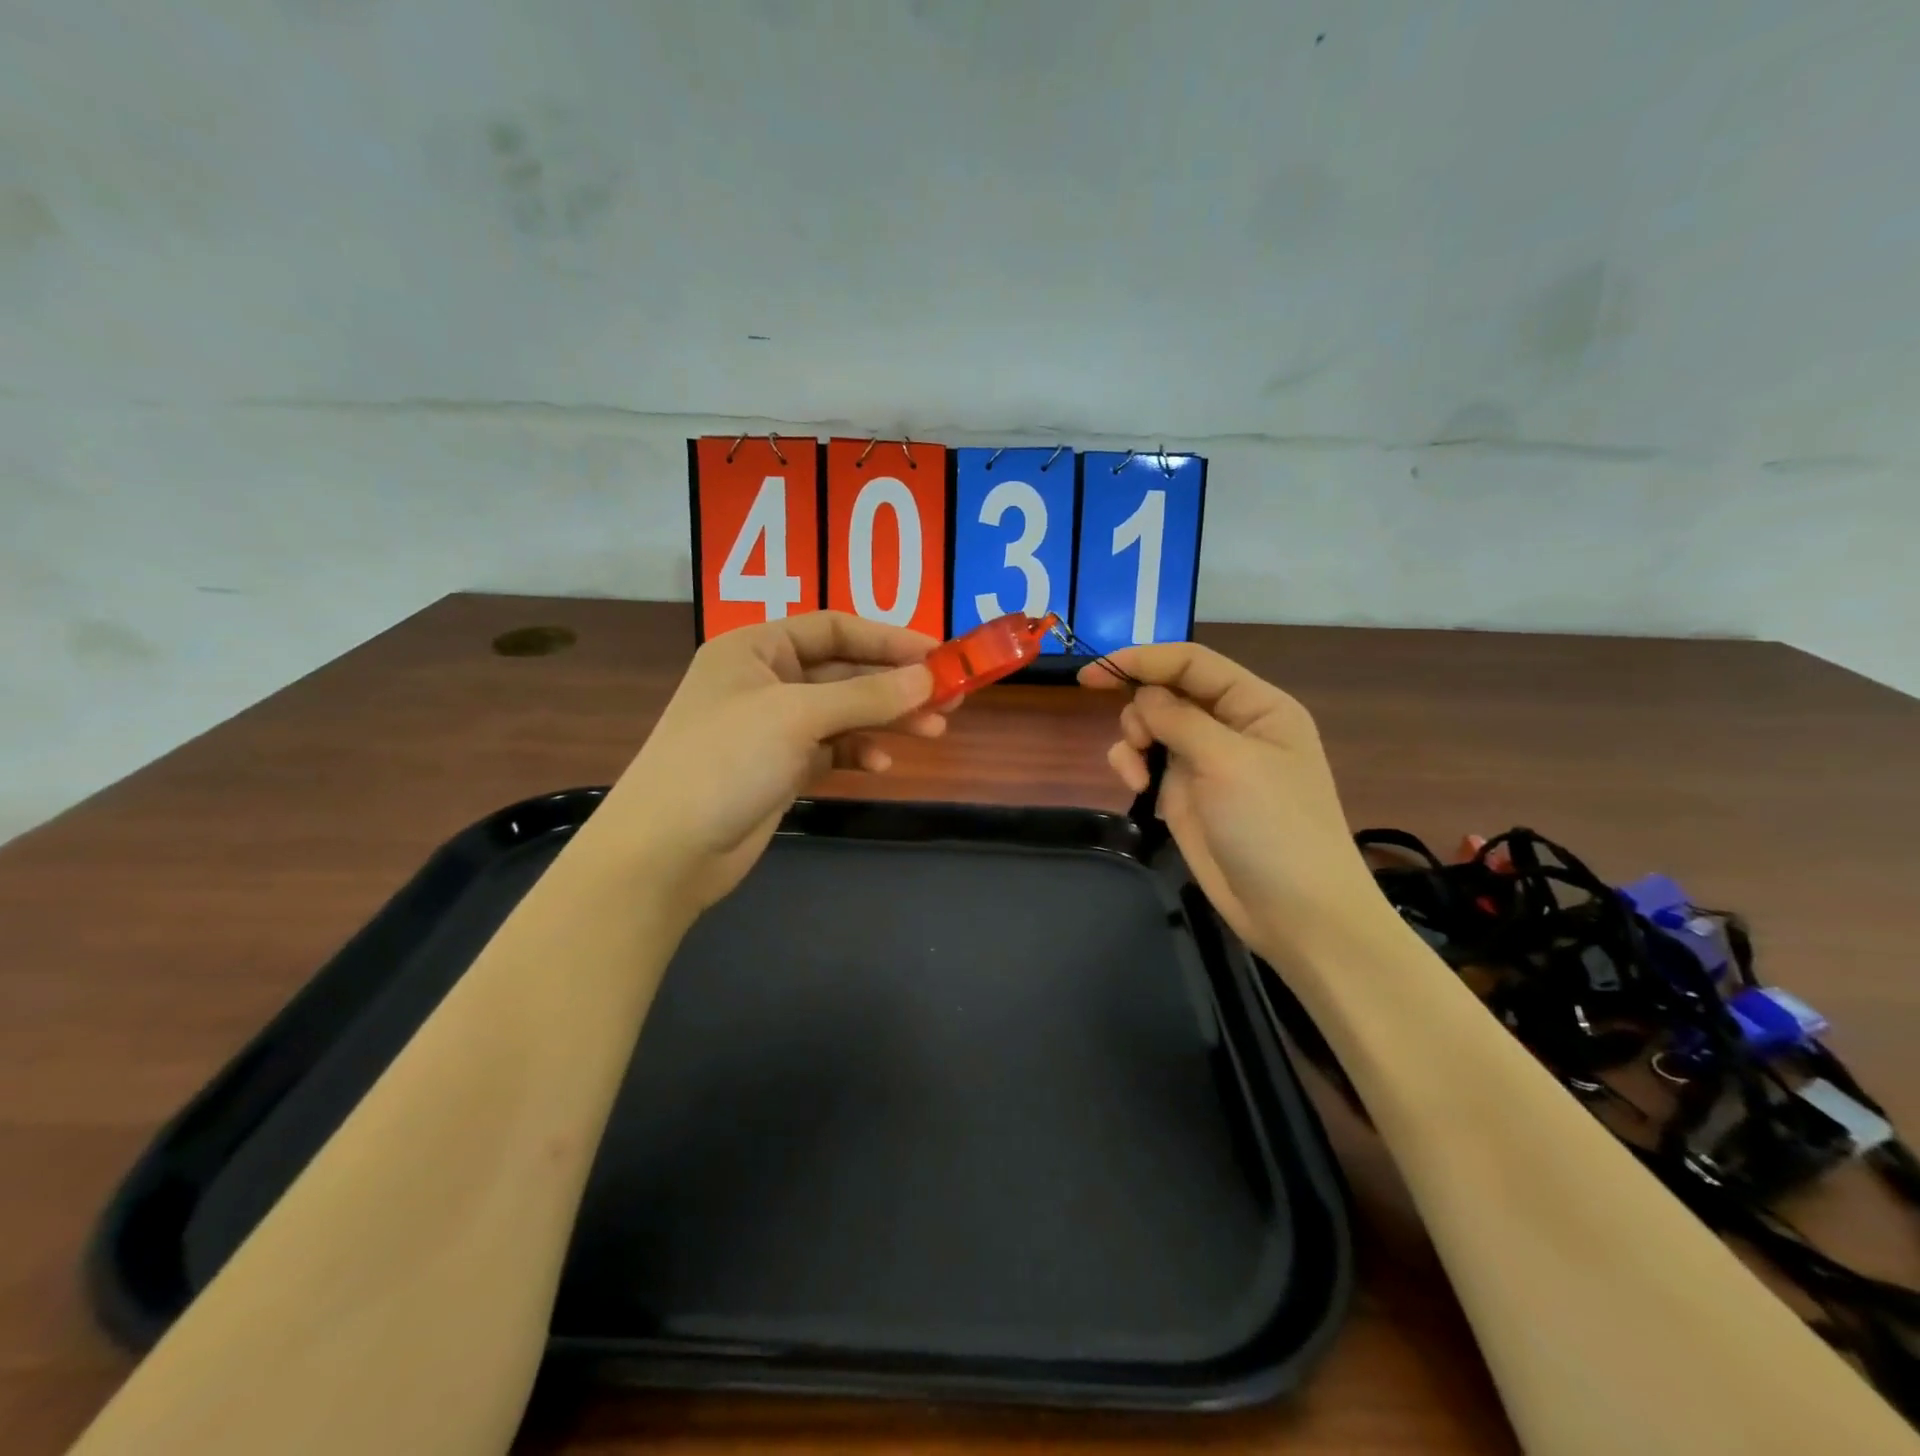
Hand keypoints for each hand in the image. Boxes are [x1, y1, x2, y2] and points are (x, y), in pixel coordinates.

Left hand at [605, 612, 941, 913]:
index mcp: (756, 648)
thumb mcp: (797, 716)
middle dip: (896, 684)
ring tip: (934, 731)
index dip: (888, 638)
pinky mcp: (782, 767)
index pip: (834, 628)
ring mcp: (774, 726)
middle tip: (950, 698)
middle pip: (845, 671)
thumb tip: (928, 678)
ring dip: (887, 719)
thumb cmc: (725, 761)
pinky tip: (881, 763)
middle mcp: (766, 680)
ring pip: (844, 712)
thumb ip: (866, 695)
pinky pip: (833, 748)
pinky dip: (859, 751)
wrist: (667, 850)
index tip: (939, 655)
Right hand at [1079, 644, 1386, 961]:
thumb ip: (1179, 719)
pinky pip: (1147, 762)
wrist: (1294, 912)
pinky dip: (1133, 766)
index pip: (1192, 663)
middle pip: (1167, 692)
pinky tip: (1136, 787)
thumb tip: (1143, 693)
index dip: (1142, 659)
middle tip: (1140, 742)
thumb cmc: (1273, 826)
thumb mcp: (1228, 762)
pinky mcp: (1186, 794)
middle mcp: (1230, 726)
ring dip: (1134, 741)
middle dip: (1141, 709)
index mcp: (1256, 705)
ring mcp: (1206, 761)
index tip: (1092, 671)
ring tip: (1138, 775)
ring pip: (1151, 726)